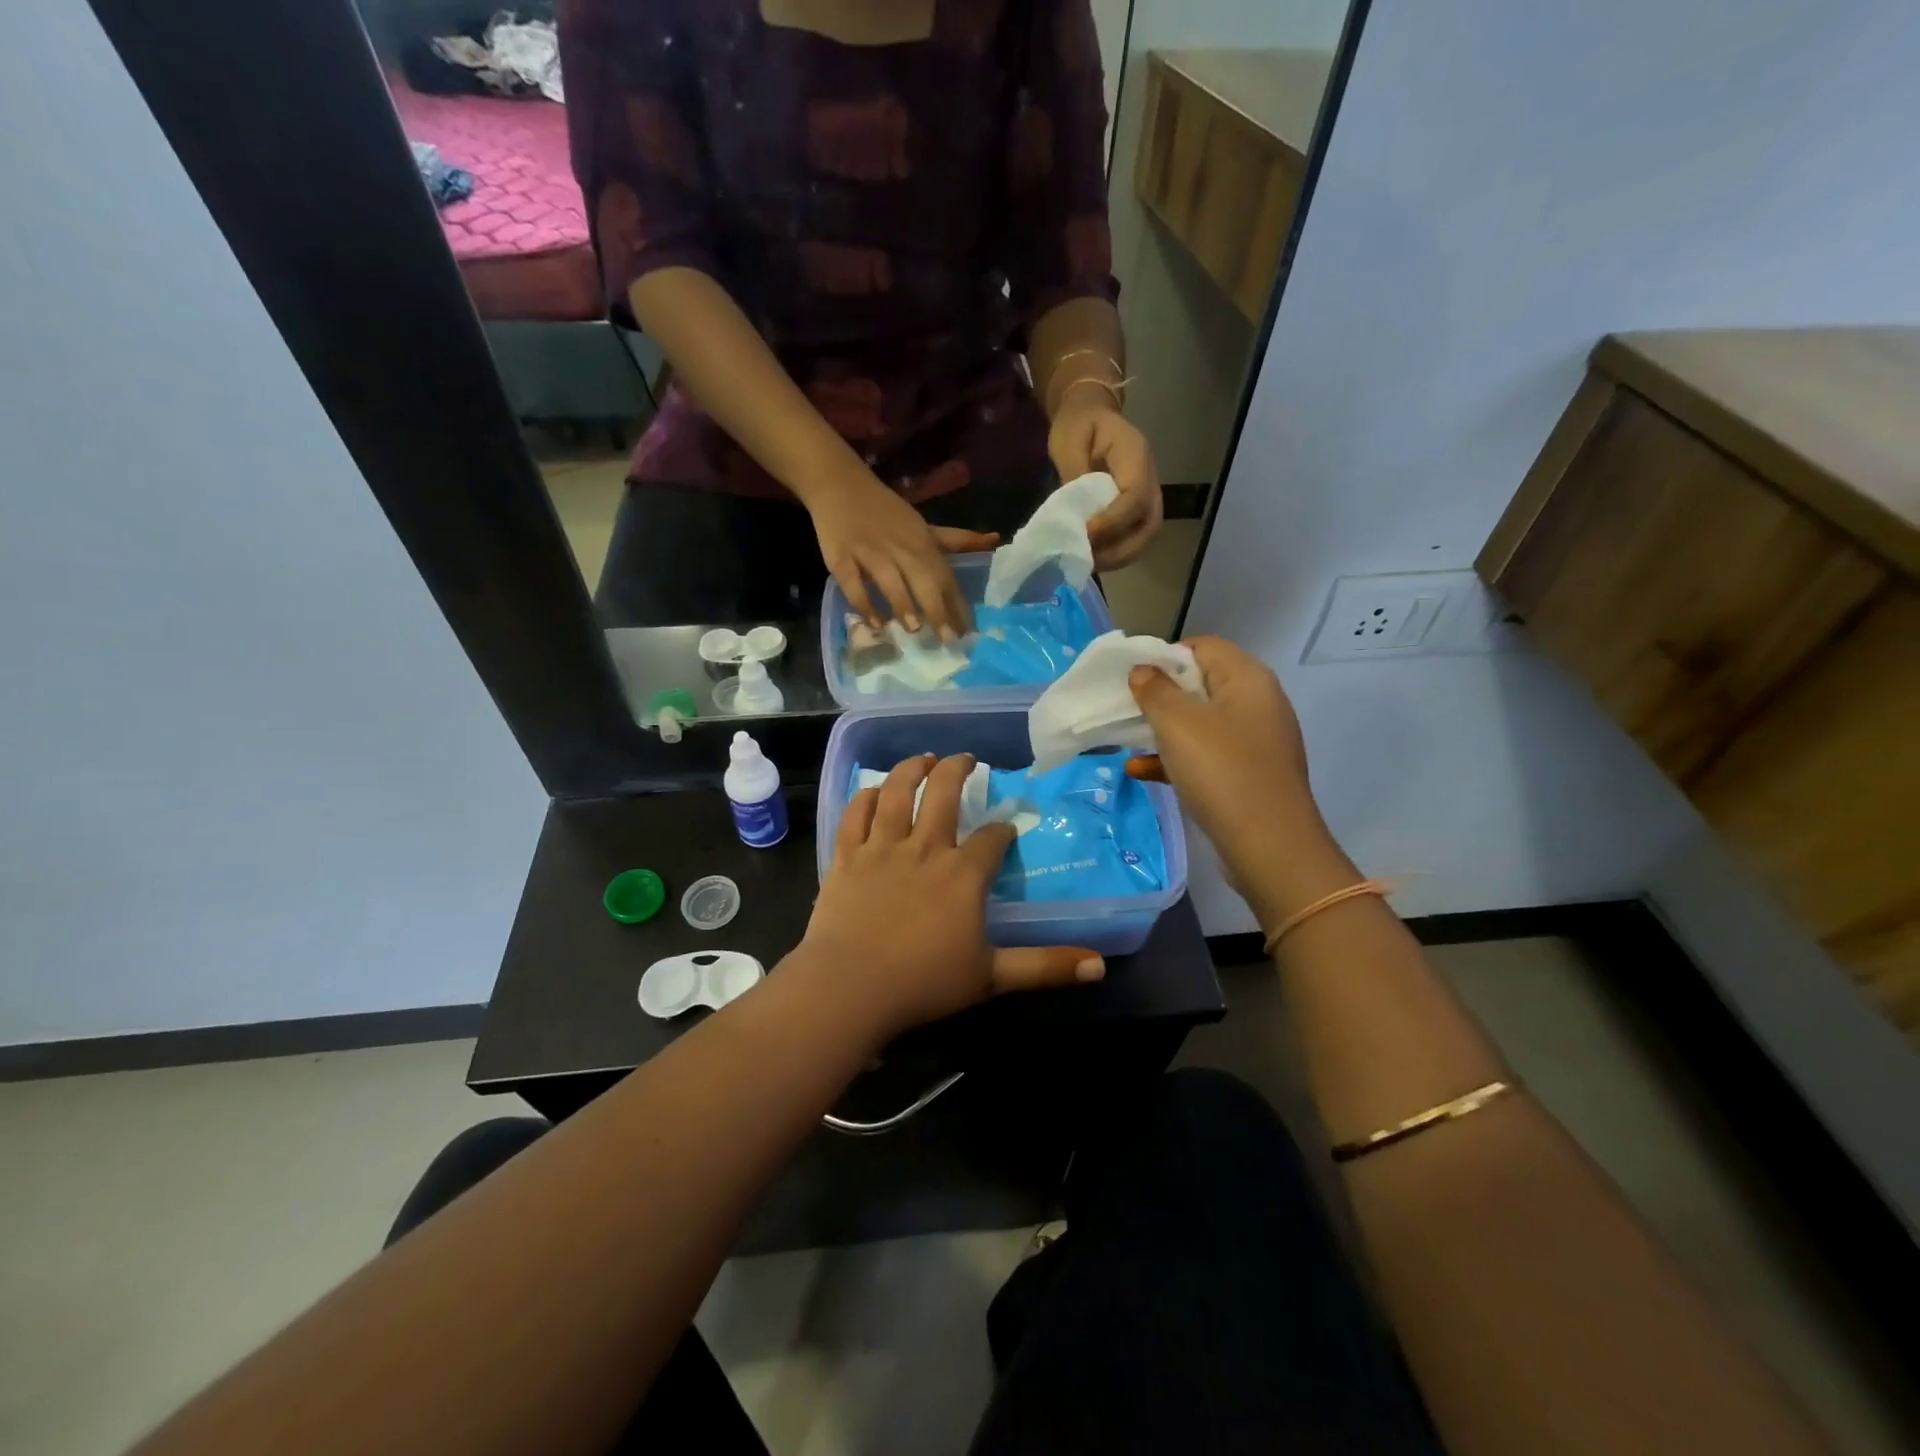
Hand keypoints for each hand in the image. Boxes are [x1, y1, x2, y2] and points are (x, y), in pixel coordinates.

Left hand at [803, 753, 1103, 1041]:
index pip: (991, 839)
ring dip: (913, 769)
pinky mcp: (846, 856)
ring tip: (924, 758)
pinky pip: (856, 814)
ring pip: (898, 793)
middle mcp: (925, 849)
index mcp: (963, 875)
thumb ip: (1044, 967)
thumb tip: (1099, 967)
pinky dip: (866, 797)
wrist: (849, 988)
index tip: (1006, 829)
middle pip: (944, 794)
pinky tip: (874, 790)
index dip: (1002, 830)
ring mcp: (882, 848)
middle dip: (958, 770)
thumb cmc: (923, 983)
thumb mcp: (992, 978)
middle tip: (966, 759)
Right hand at [809, 474, 995, 639]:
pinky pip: (852, 582)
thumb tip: (996, 539)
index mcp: (922, 543)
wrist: (841, 485)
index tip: (970, 633)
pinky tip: (874, 623)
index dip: (958, 605)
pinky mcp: (841, 557)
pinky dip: (863, 603)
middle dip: (937, 609)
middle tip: (948, 641)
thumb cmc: (888, 513)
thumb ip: (957, 540)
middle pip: (922, 579)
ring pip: (888, 579)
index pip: (946, 577)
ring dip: (902, 603)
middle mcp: (900, 548)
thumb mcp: (925, 526)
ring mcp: (869, 552)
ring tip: (913, 629)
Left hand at [1048, 396, 1163, 570]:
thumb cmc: (1078, 425)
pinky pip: (1136, 538)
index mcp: (1135, 456)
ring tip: (1090, 562)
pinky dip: (1117, 553)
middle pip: (1151, 525)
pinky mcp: (1138, 510)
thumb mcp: (1069, 441)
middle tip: (1089, 558)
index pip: (1136, 496)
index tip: (1086, 533)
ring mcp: (1148, 496)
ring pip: (1147, 536)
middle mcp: (1150, 478)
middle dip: (1121, 549)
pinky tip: (1094, 557)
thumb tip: (1077, 516)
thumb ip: (1074, 476)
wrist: (1090, 415)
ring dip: (1120, 556)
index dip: (1114, 521)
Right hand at [1126, 636, 1321, 882]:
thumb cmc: (1221, 771)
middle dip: (1159, 696)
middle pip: (1201, 685)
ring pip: (1200, 724)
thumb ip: (1155, 690)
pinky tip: (1141, 771)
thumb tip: (1143, 670)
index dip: (1165, 655)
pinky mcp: (1248, 776)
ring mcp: (1254, 743)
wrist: (1268, 846)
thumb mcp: (1178, 724)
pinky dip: (1176, 760)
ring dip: (1162, 730)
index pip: (1204, 647)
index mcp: (1248, 679)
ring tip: (1126, 740)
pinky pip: (1206, 757)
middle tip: (1125, 708)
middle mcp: (1257, 704)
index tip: (1133, 677)